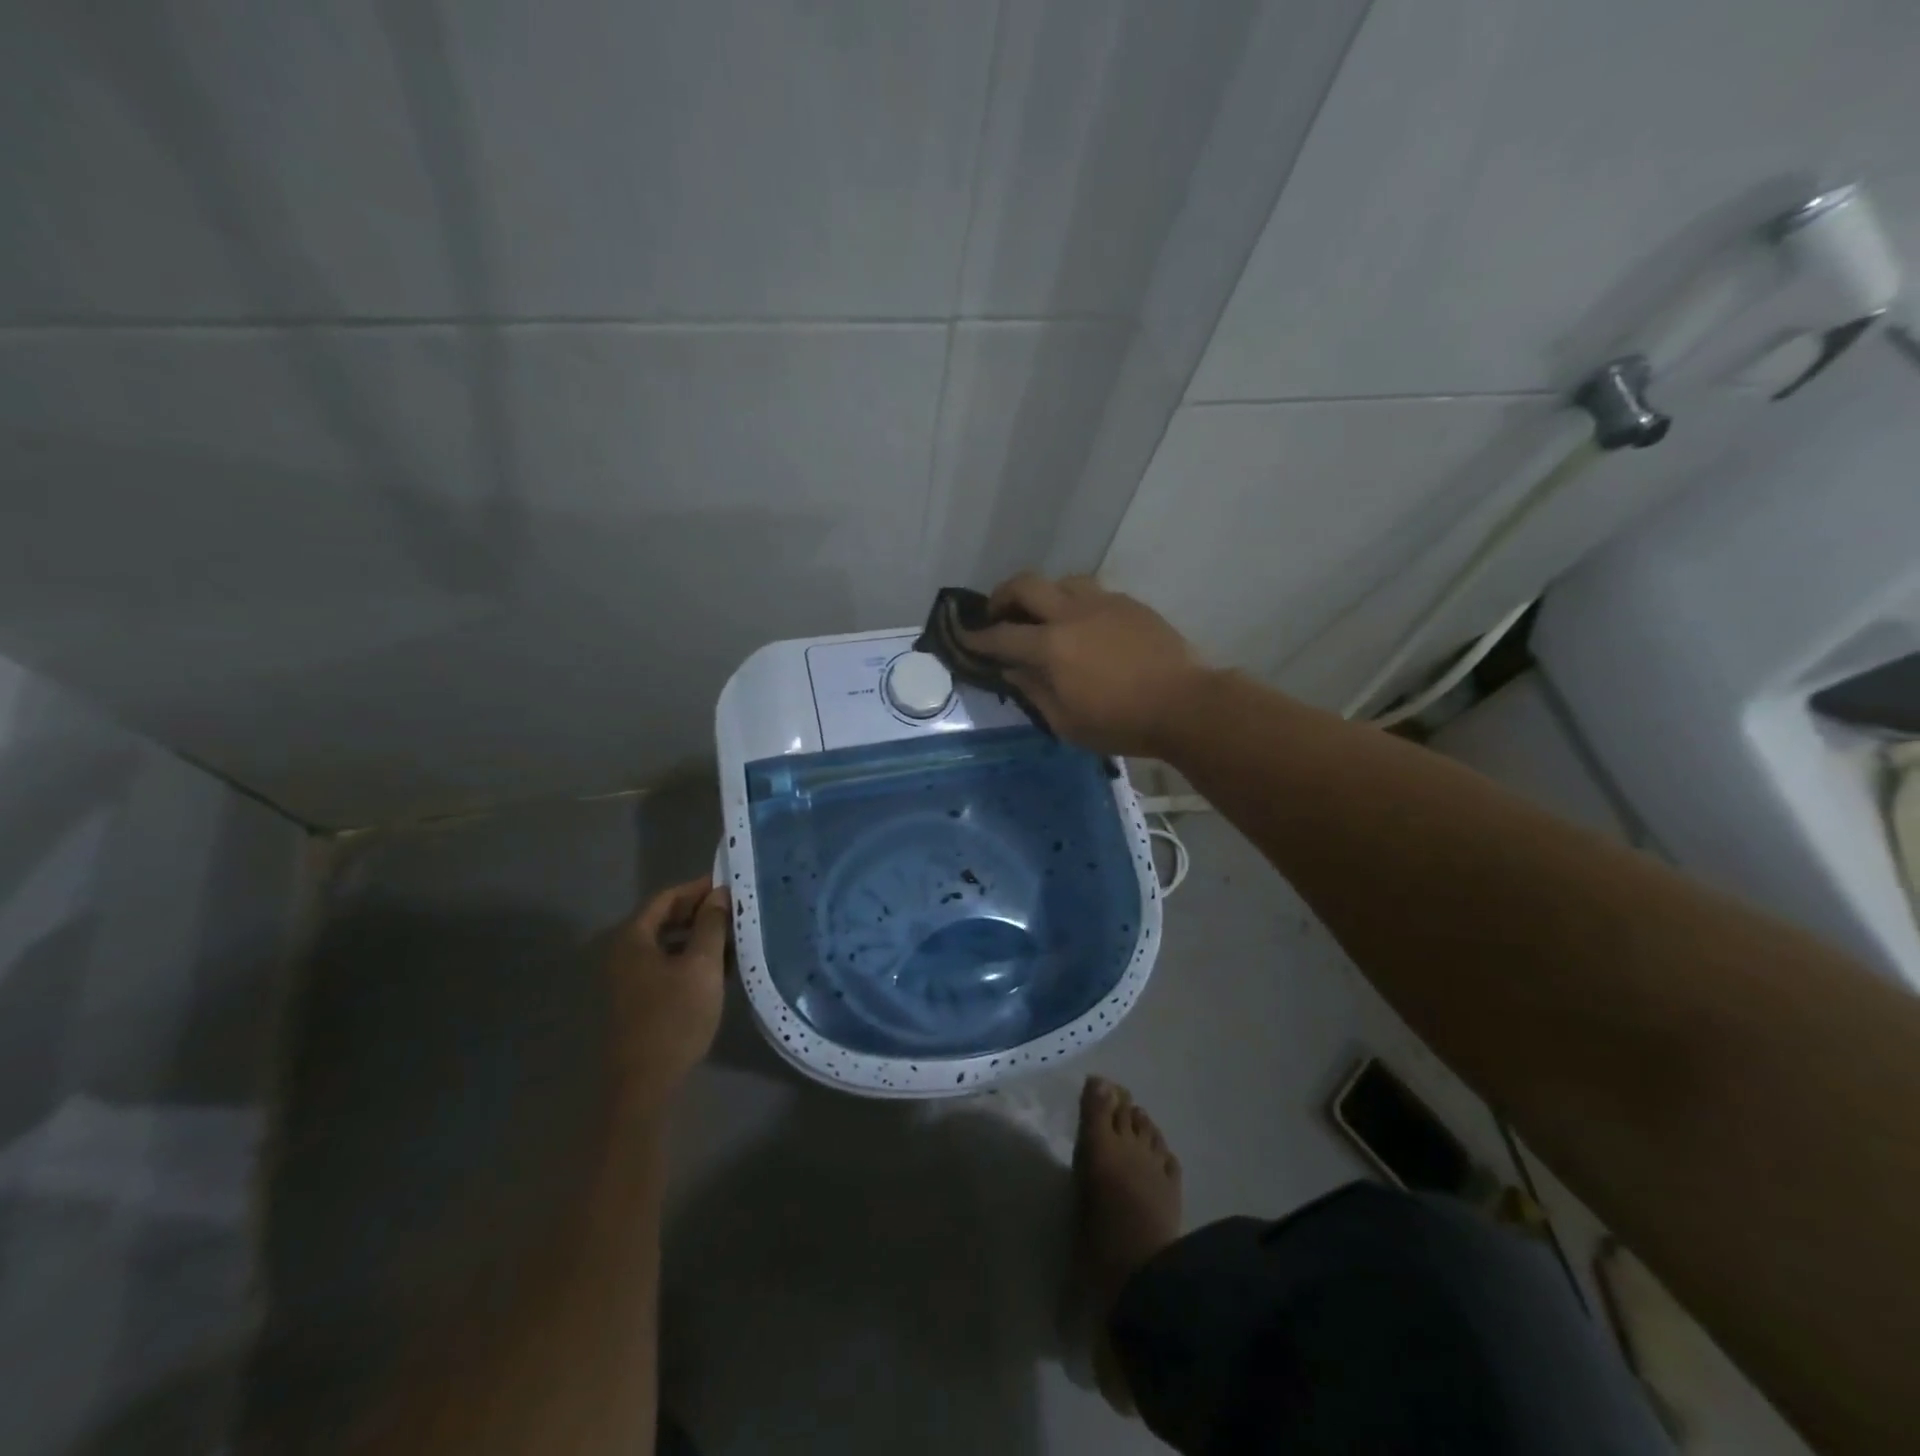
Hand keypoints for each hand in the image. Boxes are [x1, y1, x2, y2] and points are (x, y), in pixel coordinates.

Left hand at [602, 877, 730, 1118]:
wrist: (644, 1084)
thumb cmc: (674, 1017)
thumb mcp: (702, 965)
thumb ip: (712, 925)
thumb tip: (719, 894)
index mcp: (632, 938)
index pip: (666, 897)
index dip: (697, 888)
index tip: (728, 884)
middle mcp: (623, 953)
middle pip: (663, 920)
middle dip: (699, 912)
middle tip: (734, 910)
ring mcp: (627, 979)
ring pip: (666, 945)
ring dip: (697, 937)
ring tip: (732, 938)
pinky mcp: (636, 1001)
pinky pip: (664, 966)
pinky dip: (688, 959)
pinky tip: (716, 969)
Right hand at [960, 572, 1208, 756]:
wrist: (1185, 705)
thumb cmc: (1121, 722)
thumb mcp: (1066, 722)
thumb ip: (1033, 691)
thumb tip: (1012, 669)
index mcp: (1051, 646)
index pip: (1001, 636)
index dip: (976, 636)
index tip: (962, 635)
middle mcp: (1072, 614)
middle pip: (1026, 584)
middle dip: (1002, 595)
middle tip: (997, 613)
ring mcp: (1104, 603)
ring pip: (1062, 581)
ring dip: (1043, 594)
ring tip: (1044, 616)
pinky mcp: (1130, 604)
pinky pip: (1093, 593)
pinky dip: (1076, 603)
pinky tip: (1084, 626)